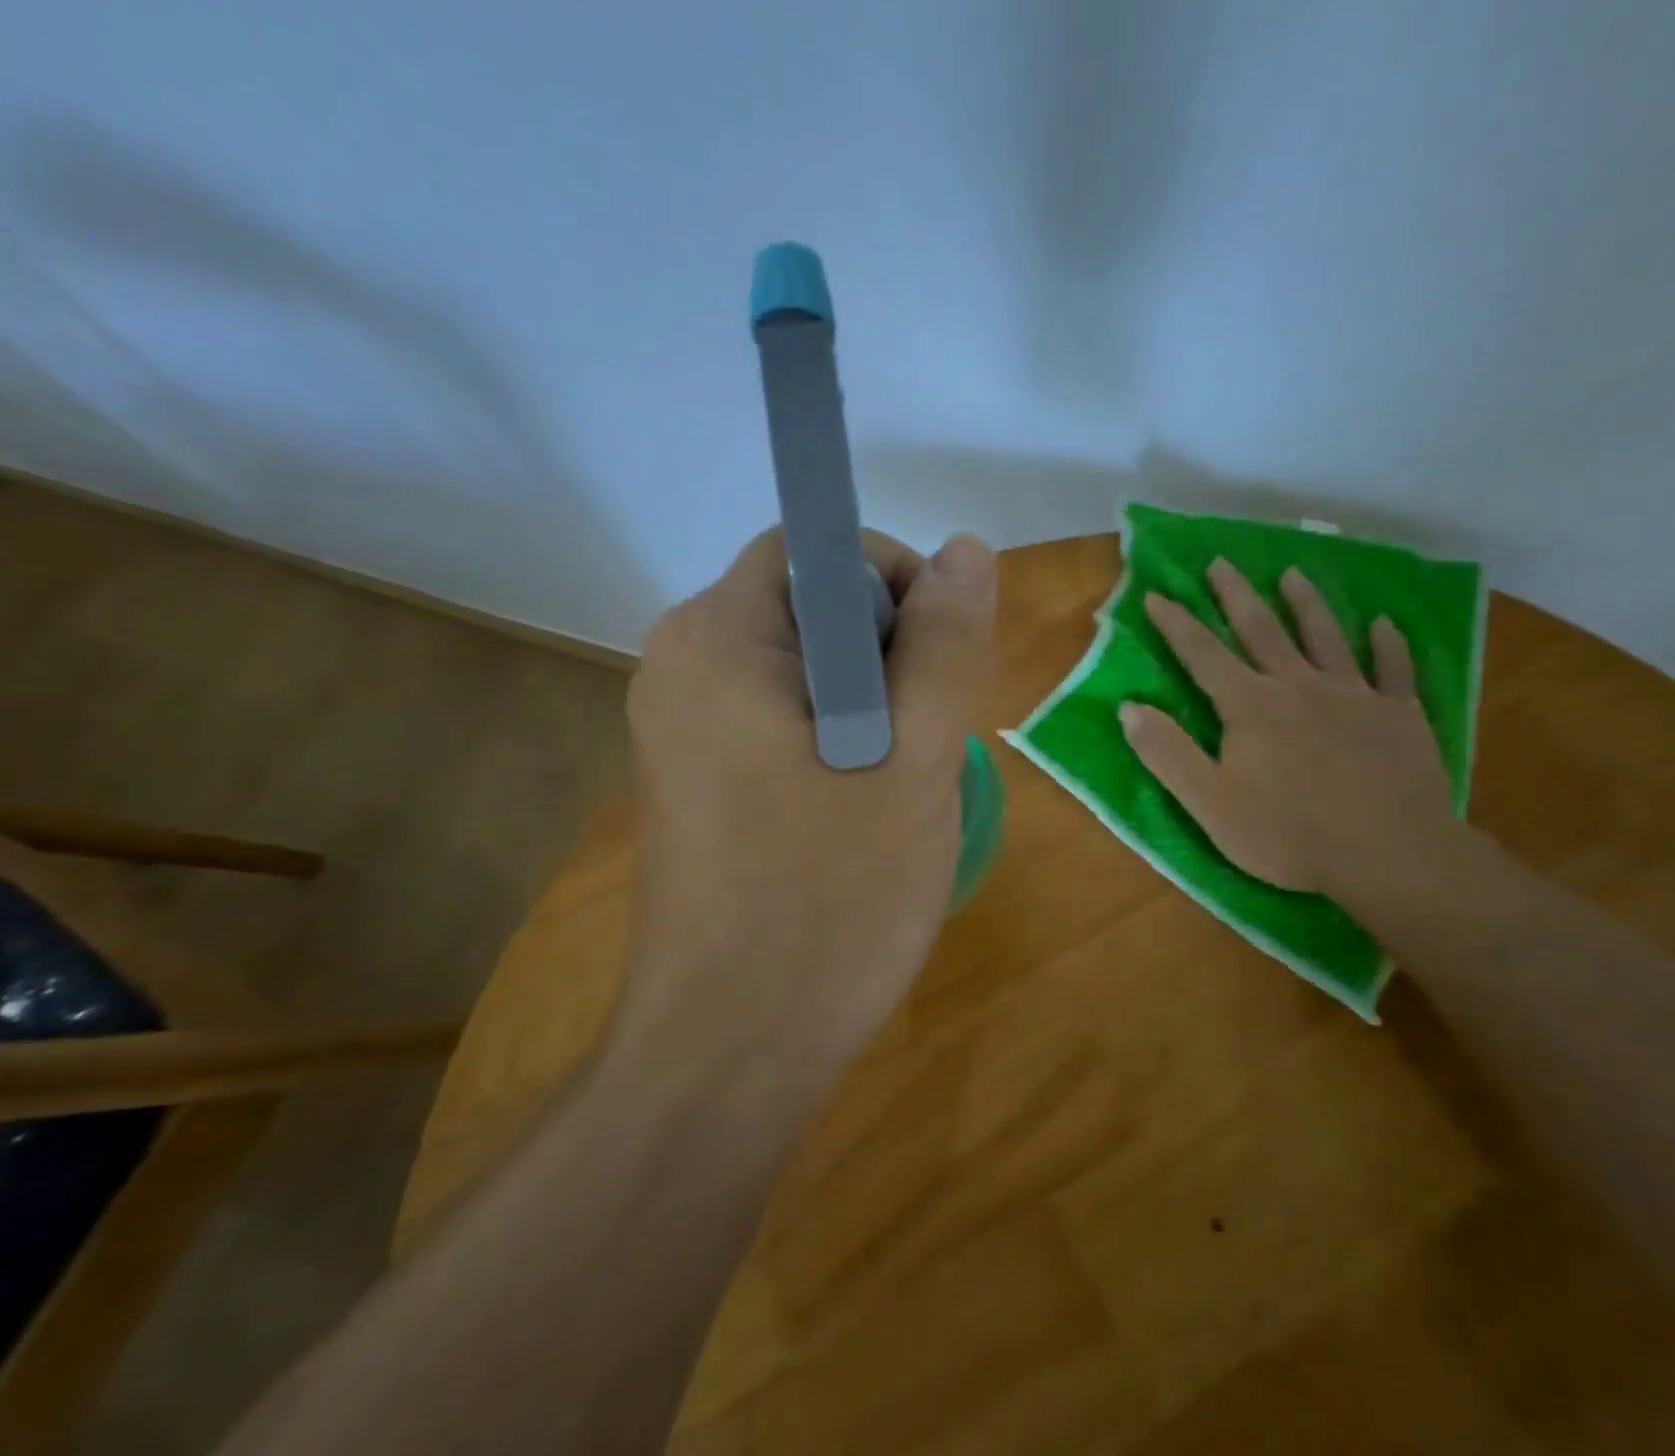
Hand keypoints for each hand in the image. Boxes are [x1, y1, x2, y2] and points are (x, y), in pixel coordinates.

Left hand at [621, 527, 996, 1067]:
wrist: (729, 1052)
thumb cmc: (831, 901)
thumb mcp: (916, 760)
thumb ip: (944, 644)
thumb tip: (966, 548)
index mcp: (718, 639)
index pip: (814, 549)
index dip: (894, 584)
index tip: (937, 665)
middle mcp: (677, 667)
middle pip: (803, 607)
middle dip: (885, 650)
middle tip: (924, 739)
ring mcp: (674, 730)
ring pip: (796, 669)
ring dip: (865, 702)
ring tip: (896, 784)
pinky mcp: (688, 782)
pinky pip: (771, 721)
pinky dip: (828, 739)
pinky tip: (853, 812)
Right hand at [1121, 559, 1455, 905]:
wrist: (1388, 855)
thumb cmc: (1288, 834)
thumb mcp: (1209, 802)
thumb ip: (1167, 752)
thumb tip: (1129, 707)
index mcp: (1250, 705)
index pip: (1203, 654)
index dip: (1176, 624)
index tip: (1157, 595)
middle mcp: (1299, 685)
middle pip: (1262, 629)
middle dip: (1236, 595)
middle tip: (1222, 562)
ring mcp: (1354, 695)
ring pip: (1326, 636)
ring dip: (1307, 603)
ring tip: (1294, 573)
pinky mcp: (1400, 715)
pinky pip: (1394, 670)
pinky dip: (1388, 645)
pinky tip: (1384, 625)